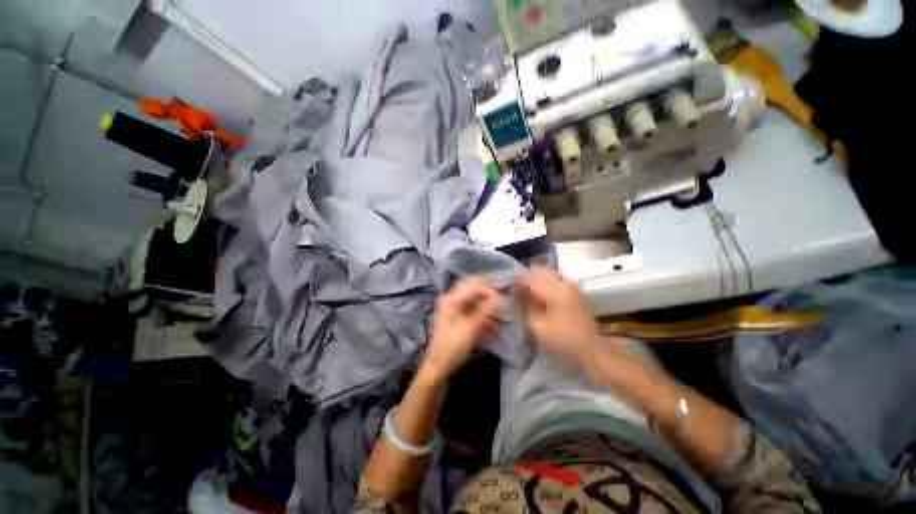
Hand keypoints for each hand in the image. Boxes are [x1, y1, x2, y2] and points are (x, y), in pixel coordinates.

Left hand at [424, 277, 500, 380]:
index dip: (489, 290)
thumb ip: (484, 311)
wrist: (438, 367)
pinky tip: (489, 325)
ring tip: (496, 321)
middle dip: (489, 296)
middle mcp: (452, 298)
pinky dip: (482, 314)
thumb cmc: (452, 349)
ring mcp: (454, 306)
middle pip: (474, 289)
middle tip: (501, 308)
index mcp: (452, 299)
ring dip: (486, 307)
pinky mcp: (457, 315)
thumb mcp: (469, 330)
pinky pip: (473, 308)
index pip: (474, 285)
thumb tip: (499, 296)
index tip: (502, 301)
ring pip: (475, 298)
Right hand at [514, 267, 598, 357]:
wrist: (590, 345)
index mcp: (555, 290)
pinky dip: (542, 283)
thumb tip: (516, 294)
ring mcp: (569, 283)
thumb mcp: (537, 326)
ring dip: (534, 280)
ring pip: (545, 273)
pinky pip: (552, 278)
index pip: (529, 277)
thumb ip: (525, 306)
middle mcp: (563, 281)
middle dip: (525, 279)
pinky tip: (539, 295)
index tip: (508, 289)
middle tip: (517, 291)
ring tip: (527, 294)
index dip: (516, 281)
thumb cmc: (562, 337)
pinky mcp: (572, 287)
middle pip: (537, 271)